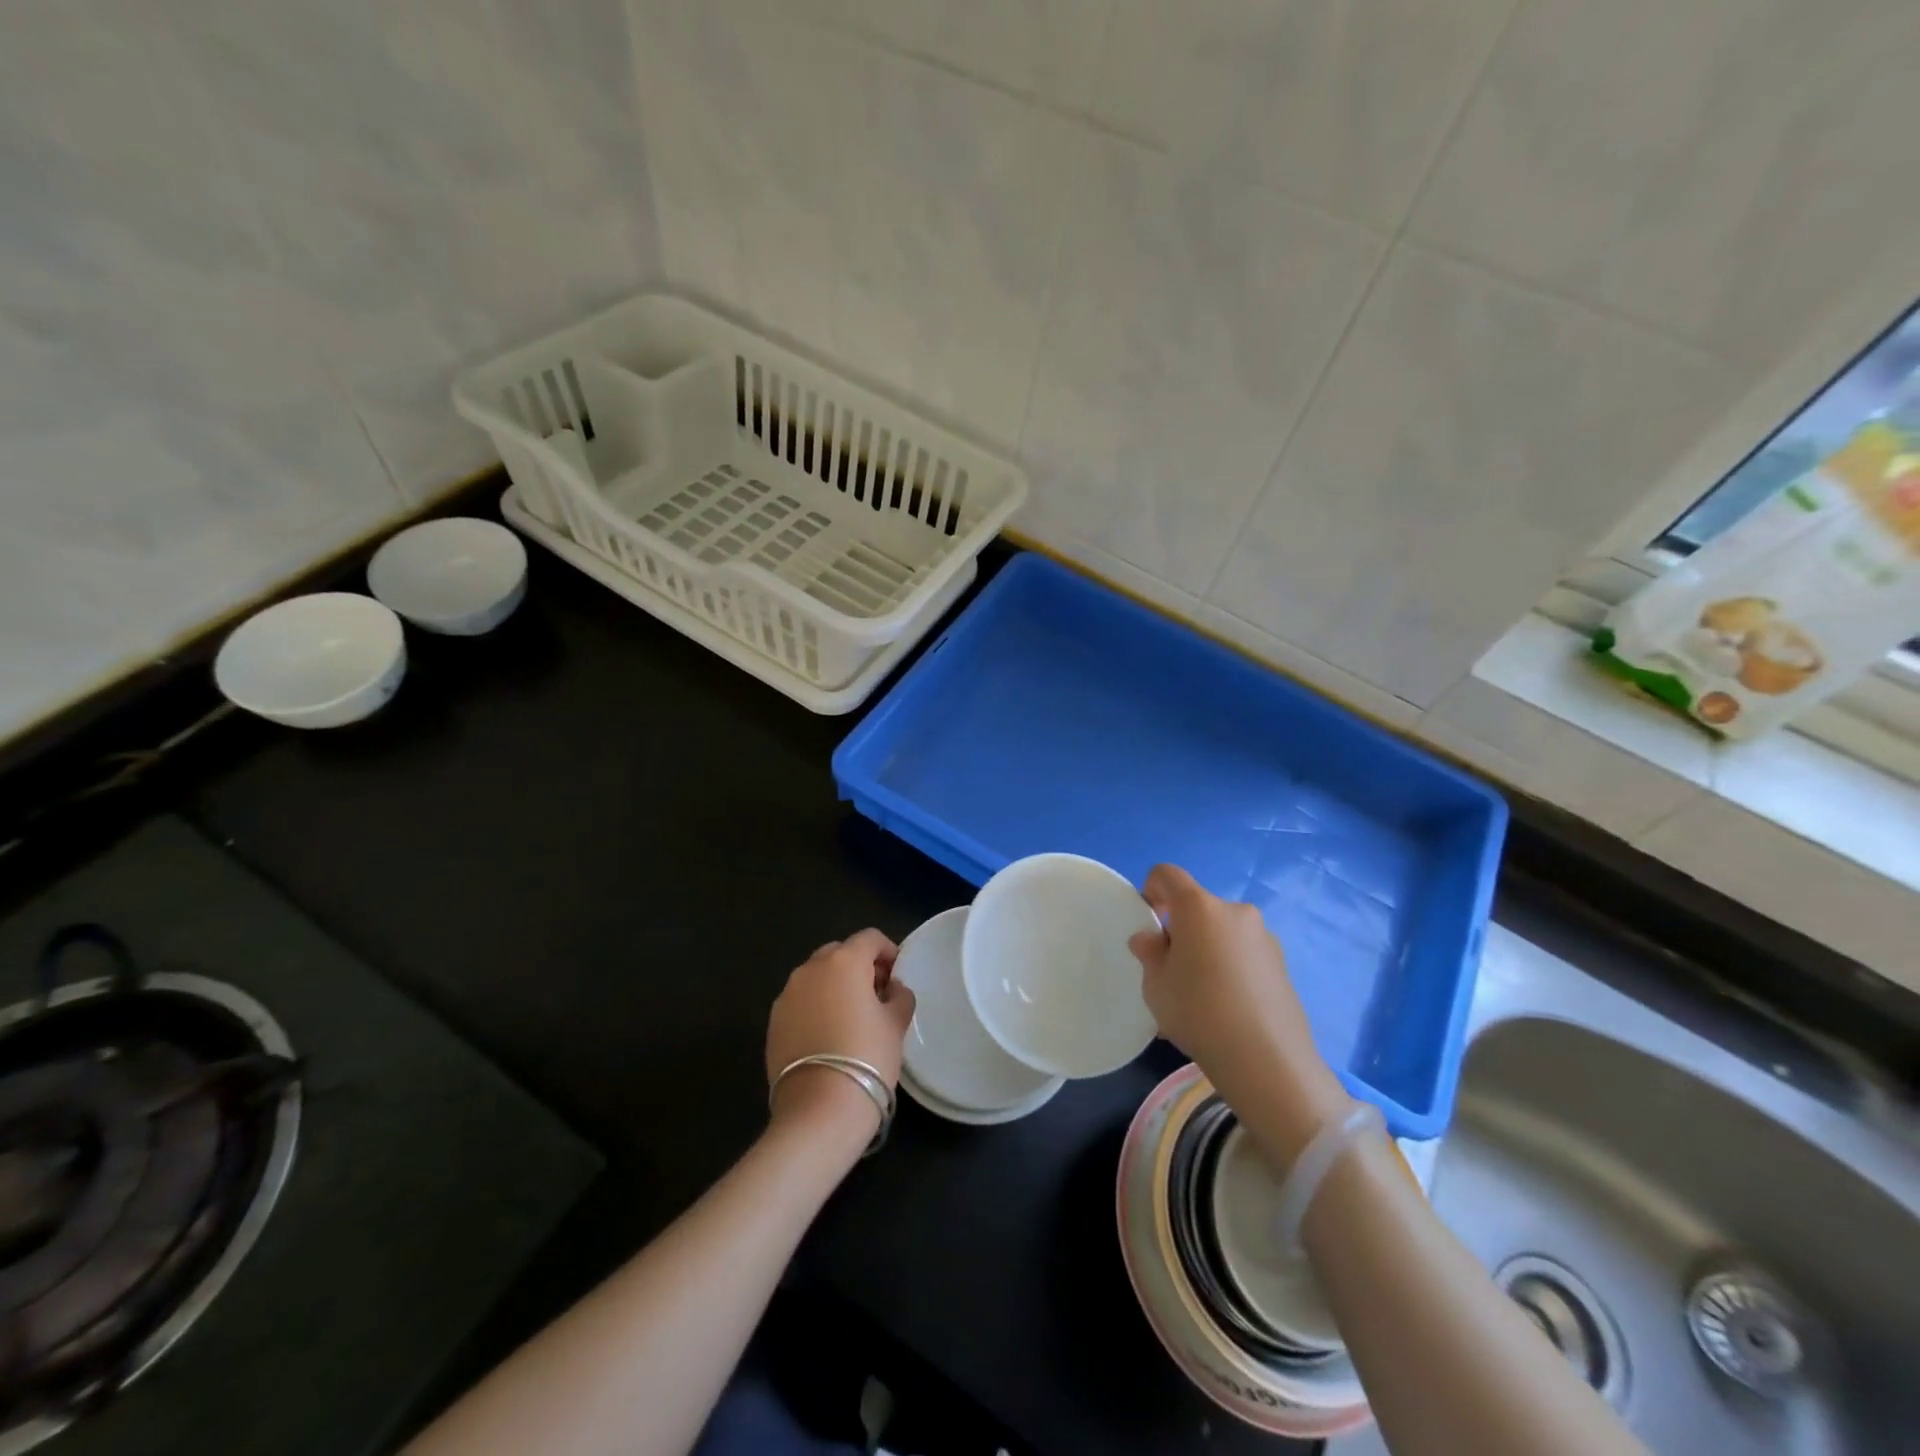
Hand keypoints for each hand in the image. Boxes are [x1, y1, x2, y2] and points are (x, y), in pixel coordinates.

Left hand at [766, 929, 915, 1148]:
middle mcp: (810, 969)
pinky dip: (816, 1006)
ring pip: (816, 976)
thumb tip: (893, 988)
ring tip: (851, 1017)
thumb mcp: (896, 1024)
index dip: (888, 951)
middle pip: (839, 952)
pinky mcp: (773, 1021)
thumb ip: (899, 996)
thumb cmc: (867, 1057)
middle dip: (859, 966)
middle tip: (876, 995)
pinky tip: (828, 1035)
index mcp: (844, 961)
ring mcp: (787, 994)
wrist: (819, 1109)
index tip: (897, 976)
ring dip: (835, 986)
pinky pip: (800, 1001)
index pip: (870, 938)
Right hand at [1129, 865, 1350, 1162]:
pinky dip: (1230, 967)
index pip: (1167, 874)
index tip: (1149, 922)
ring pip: (1222, 932)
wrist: (1267, 1060)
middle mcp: (1235, 911)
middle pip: (1198, 906)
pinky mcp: (1282, 964)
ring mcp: (1264, 937)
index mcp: (1199, 906)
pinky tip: (1226, 1007)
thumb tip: (1151, 939)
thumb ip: (1149, 953)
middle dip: (1181, 928)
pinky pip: (1243, 954)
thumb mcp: (1156, 984)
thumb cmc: (1198, 1011)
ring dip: (1207, 949)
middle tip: (1172, 969)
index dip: (1151, 889)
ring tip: (1201, 995)